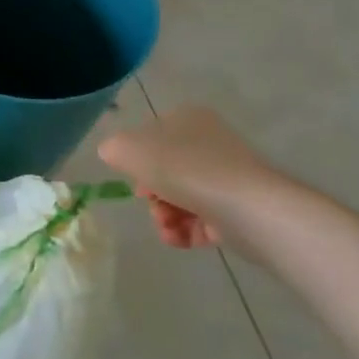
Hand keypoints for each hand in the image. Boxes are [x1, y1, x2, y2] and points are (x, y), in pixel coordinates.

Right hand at [96, 106, 278, 249]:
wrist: (246, 207)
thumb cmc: (182, 168)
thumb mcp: (127, 149)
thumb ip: (112, 149)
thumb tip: (116, 156)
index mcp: (188, 119)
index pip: (152, 137)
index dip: (136, 160)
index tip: (133, 178)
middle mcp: (212, 143)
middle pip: (166, 171)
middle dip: (152, 194)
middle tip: (150, 203)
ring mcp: (230, 177)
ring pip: (182, 198)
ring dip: (164, 216)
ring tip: (166, 227)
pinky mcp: (242, 209)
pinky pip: (203, 220)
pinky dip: (185, 232)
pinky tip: (178, 239)